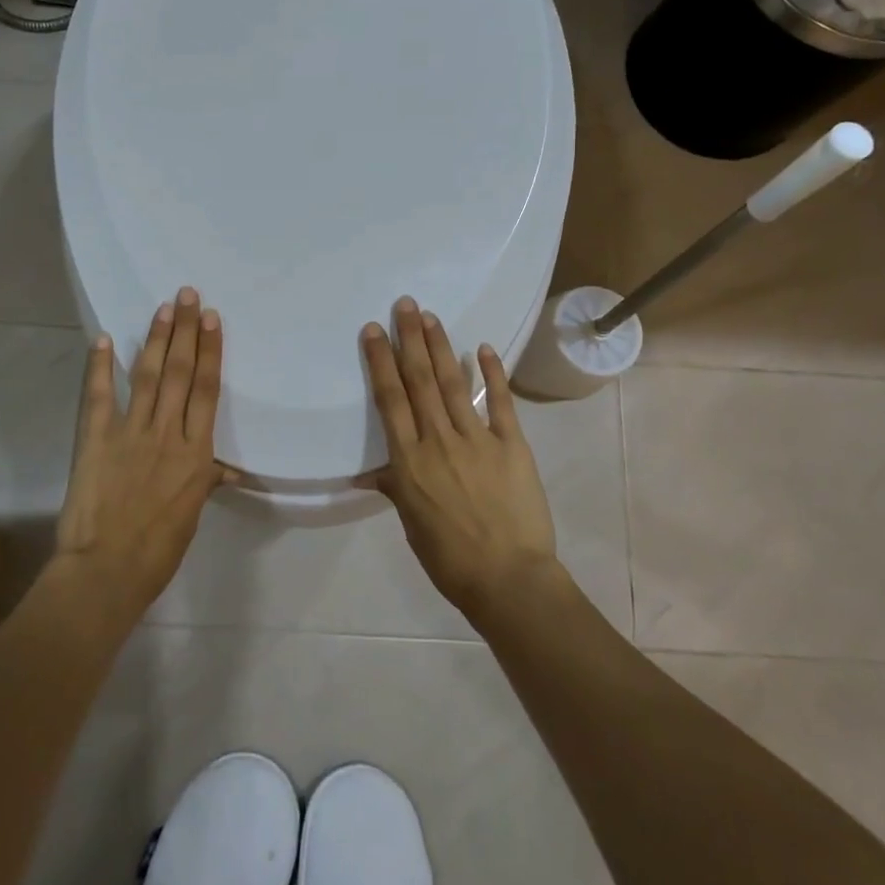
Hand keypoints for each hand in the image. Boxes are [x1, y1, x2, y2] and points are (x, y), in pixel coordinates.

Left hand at [54, 287, 225, 622]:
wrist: (107, 572)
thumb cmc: (158, 550)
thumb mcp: (192, 515)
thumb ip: (205, 481)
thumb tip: (228, 470)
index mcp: (196, 454)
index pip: (206, 390)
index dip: (210, 351)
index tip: (212, 319)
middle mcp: (167, 434)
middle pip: (179, 372)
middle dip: (186, 331)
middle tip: (188, 295)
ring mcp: (130, 434)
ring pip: (147, 376)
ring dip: (155, 339)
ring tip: (163, 308)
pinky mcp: (95, 440)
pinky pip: (98, 397)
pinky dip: (98, 367)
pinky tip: (102, 339)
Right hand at [360, 296, 559, 620]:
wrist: (509, 580)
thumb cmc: (450, 559)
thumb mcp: (411, 524)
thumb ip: (395, 487)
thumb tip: (372, 471)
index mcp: (410, 461)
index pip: (391, 399)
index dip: (381, 361)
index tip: (375, 330)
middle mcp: (439, 440)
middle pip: (421, 380)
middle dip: (410, 339)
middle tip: (405, 304)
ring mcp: (477, 439)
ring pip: (454, 383)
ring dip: (441, 347)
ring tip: (431, 317)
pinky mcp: (511, 445)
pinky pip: (500, 402)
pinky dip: (492, 374)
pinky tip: (483, 348)